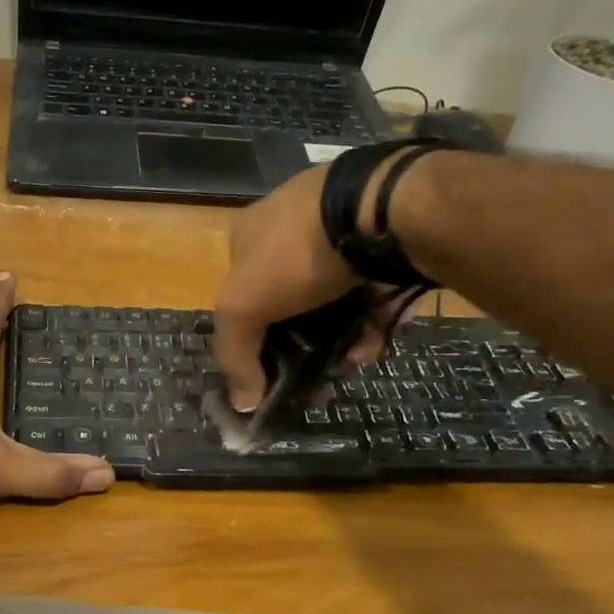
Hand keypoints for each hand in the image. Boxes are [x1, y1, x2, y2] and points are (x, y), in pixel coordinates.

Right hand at [212, 168, 363, 410]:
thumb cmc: (295, 254)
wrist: (376, 209)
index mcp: (246, 237)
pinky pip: (369, 291)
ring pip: (332, 303)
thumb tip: (242, 404)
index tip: (272, 376)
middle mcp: (287, 230)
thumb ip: (235, 354)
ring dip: (340, 340)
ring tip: (354, 364)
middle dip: (302, 347)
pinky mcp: (378, 240)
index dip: (251, 341)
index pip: (239, 298)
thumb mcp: (243, 306)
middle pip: (288, 306)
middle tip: (320, 379)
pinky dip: (370, 321)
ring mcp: (336, 232)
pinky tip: (376, 343)